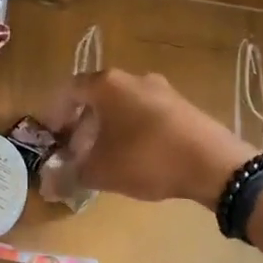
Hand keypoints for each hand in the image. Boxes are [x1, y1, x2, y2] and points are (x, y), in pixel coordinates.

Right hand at [41, 69, 254, 206]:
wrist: (214, 163)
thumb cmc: (146, 158)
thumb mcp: (102, 171)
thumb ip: (71, 174)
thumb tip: (49, 184)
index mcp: (107, 84)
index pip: (70, 90)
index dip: (56, 113)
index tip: (52, 137)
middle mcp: (134, 78)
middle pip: (97, 97)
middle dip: (82, 124)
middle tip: (76, 151)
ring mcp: (162, 89)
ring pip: (123, 105)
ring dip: (108, 128)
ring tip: (105, 158)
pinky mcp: (182, 105)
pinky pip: (146, 113)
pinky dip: (132, 130)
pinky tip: (136, 157)